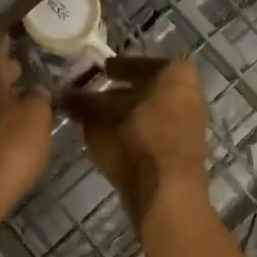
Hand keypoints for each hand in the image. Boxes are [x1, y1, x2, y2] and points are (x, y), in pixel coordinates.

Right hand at [62, 56, 210, 225]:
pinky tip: (114, 141)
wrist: (165, 194)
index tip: (101, 71)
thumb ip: (81, 101)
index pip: (142, 63)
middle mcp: (191, 95)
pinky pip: (157, 134)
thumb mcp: (98, 117)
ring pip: (153, 113)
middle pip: (150, 88)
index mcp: (176, 75)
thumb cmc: (135, 140)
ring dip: (128, 115)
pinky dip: (137, 133)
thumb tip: (63, 92)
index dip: (118, 67)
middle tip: (96, 95)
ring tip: (98, 121)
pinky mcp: (186, 153)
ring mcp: (192, 126)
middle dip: (122, 93)